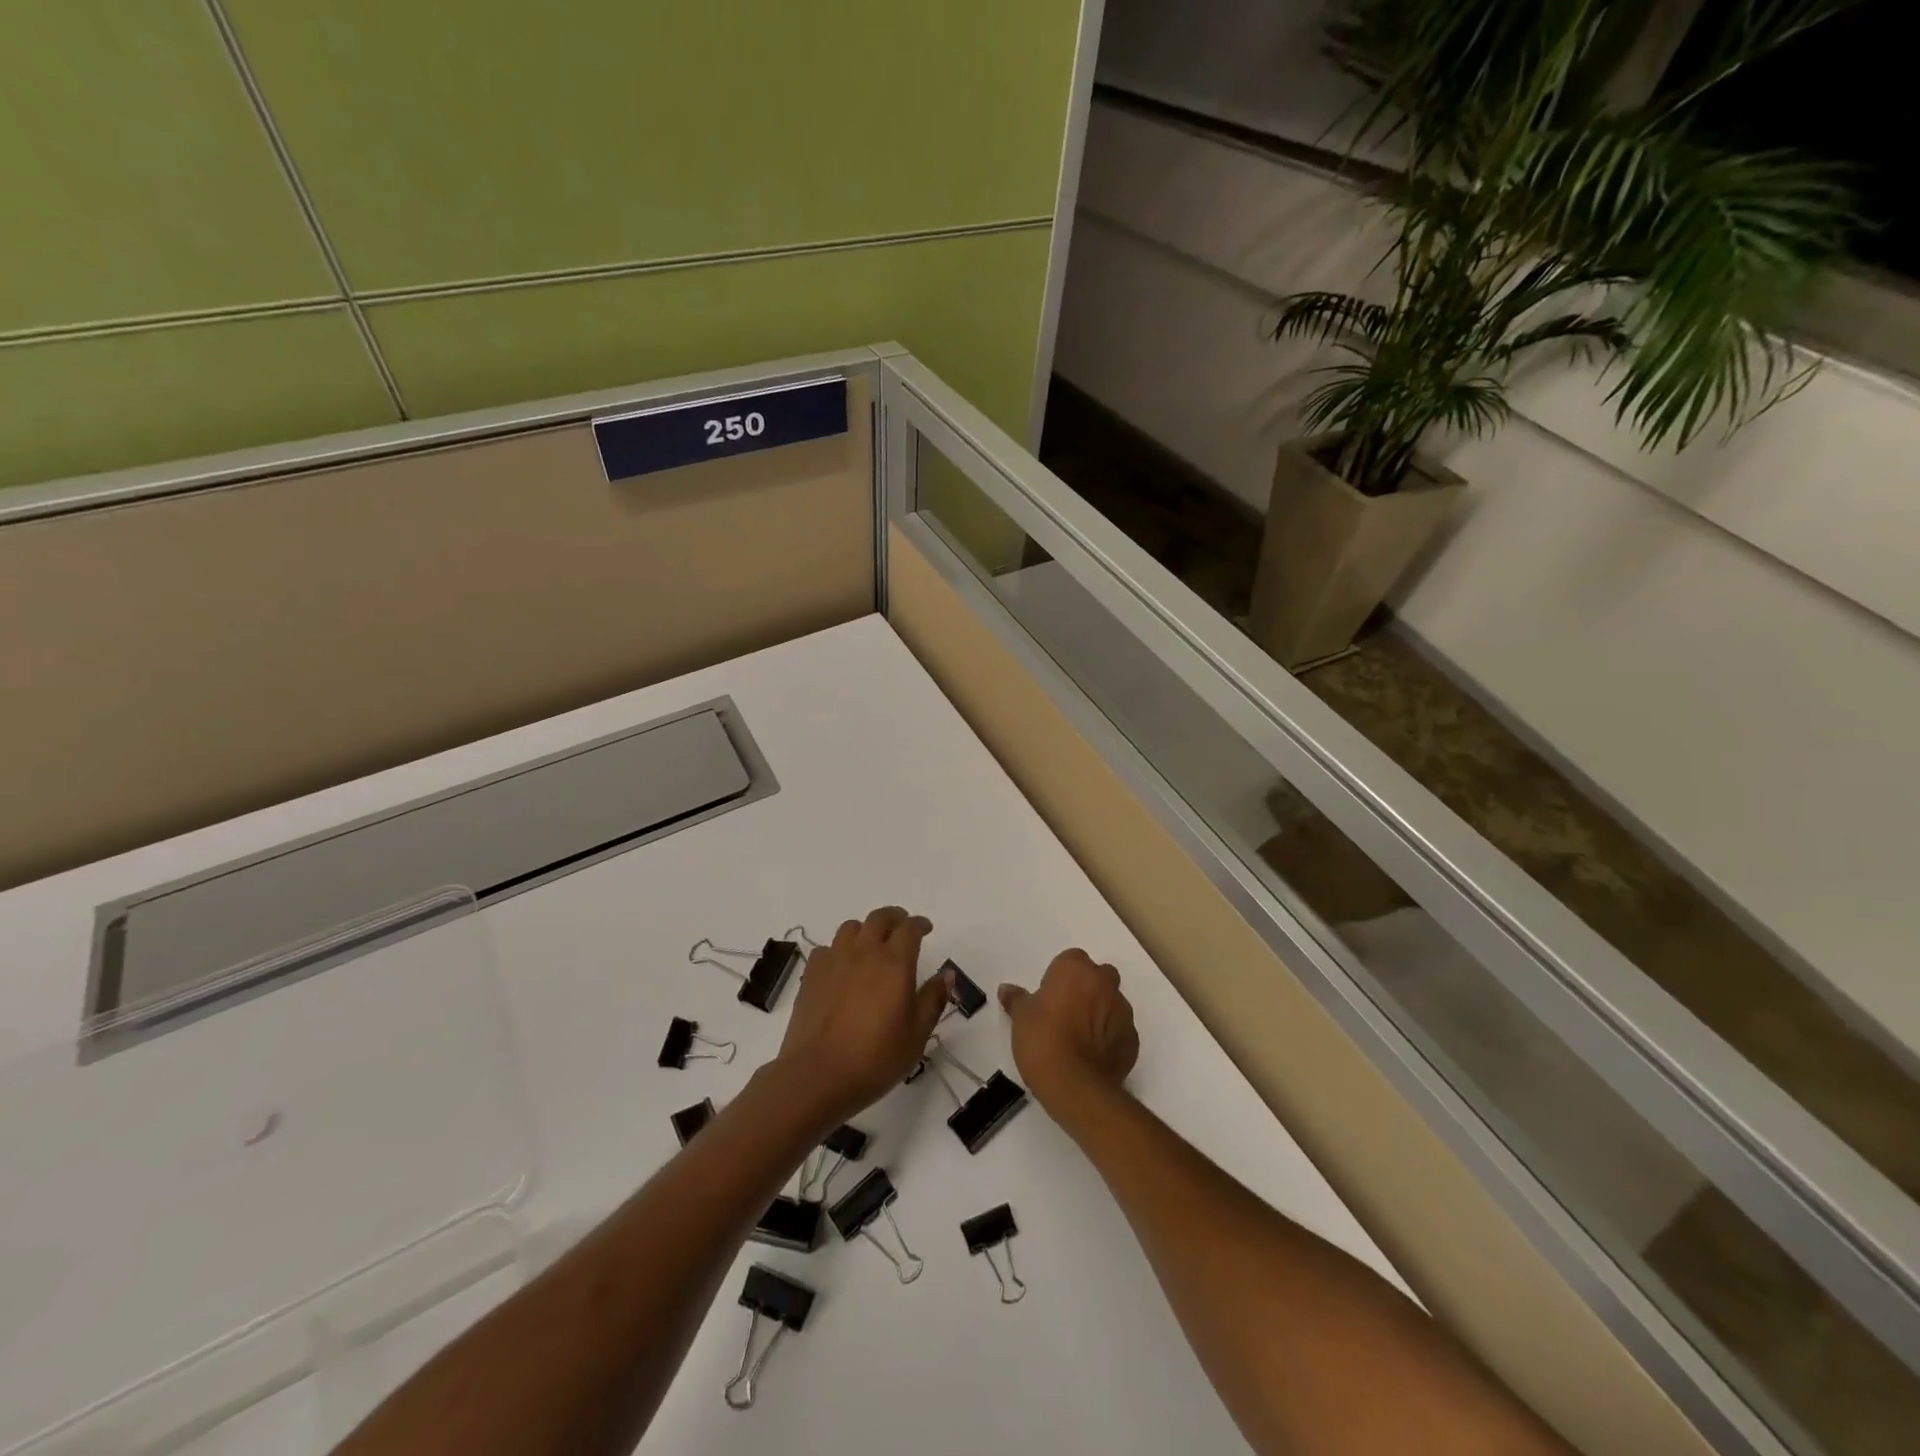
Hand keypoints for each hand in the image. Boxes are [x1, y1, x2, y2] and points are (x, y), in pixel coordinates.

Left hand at [773, 907, 950, 1127]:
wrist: (817, 1075)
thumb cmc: (875, 1058)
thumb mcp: (917, 1034)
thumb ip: (933, 999)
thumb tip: (946, 974)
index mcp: (895, 963)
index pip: (910, 928)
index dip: (920, 924)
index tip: (926, 928)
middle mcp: (864, 952)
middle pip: (880, 918)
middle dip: (895, 917)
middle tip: (902, 927)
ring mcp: (834, 960)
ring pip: (851, 927)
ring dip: (866, 929)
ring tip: (871, 944)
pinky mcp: (812, 974)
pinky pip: (828, 948)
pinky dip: (839, 950)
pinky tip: (842, 967)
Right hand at [998, 948, 1138, 1112]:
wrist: (1076, 1086)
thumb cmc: (1043, 1040)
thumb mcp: (1020, 1017)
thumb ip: (1017, 999)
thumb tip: (1006, 989)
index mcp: (1076, 969)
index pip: (1071, 960)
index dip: (1060, 977)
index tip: (1049, 997)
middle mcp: (1104, 983)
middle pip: (1098, 977)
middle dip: (1086, 989)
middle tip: (1066, 1014)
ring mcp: (1123, 1012)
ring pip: (1112, 1003)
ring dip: (1100, 1013)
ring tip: (1079, 1040)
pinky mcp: (1133, 1041)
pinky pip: (1119, 1031)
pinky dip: (1109, 1038)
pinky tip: (1092, 1057)